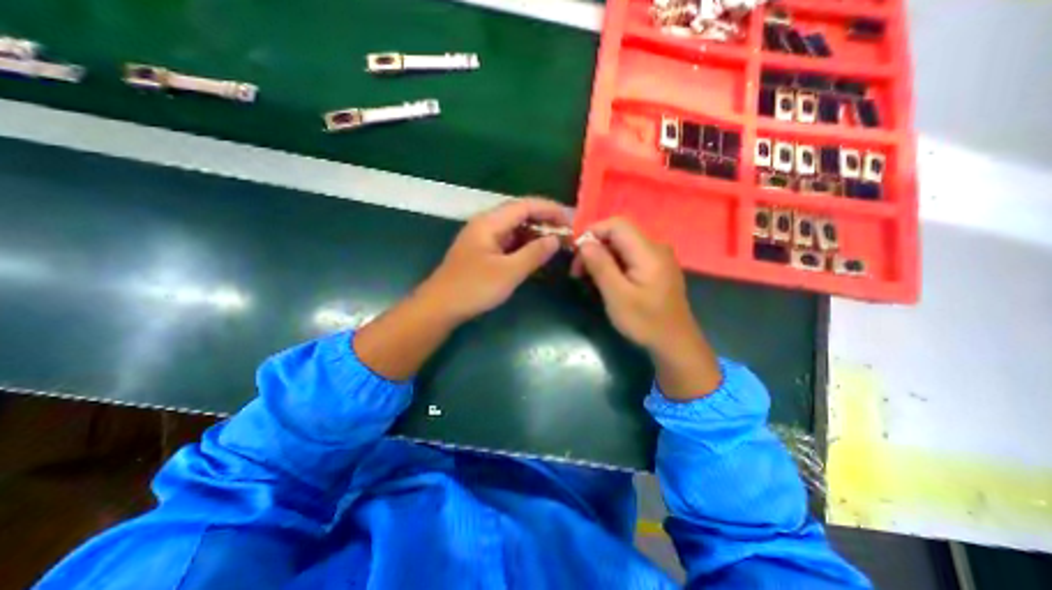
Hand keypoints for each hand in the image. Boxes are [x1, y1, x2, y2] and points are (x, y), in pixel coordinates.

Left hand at [421, 196, 571, 324]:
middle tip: (566, 233)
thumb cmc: (474, 288)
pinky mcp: (482, 252)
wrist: (440, 307)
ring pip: (514, 228)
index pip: (525, 205)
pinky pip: (508, 242)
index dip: (549, 209)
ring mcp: (483, 238)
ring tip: (556, 242)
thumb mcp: (508, 272)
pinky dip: (524, 245)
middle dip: (544, 221)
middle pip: (520, 214)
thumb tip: (555, 239)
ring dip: (535, 233)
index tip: (570, 220)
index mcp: (490, 223)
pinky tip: (535, 253)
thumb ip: (534, 254)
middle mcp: (486, 225)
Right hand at [568, 217, 724, 400]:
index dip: (593, 232)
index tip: (576, 253)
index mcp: (649, 251)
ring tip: (588, 278)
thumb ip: (601, 266)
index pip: (617, 224)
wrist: (675, 343)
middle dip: (595, 247)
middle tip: (578, 272)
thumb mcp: (617, 296)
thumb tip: (584, 243)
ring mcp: (658, 257)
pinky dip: (613, 264)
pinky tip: (605, 281)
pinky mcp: (656, 268)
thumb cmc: (646, 322)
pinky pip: (630, 256)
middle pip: (619, 234)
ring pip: (622, 245)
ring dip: (602, 257)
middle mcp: (656, 248)